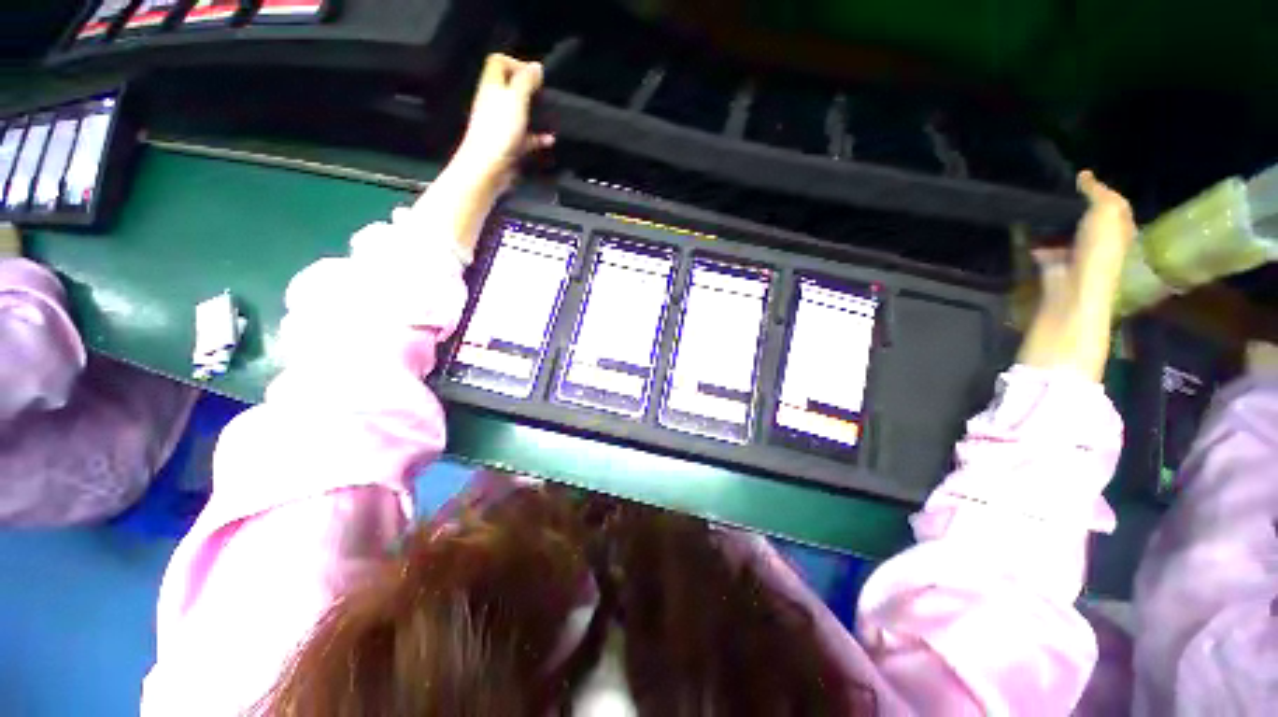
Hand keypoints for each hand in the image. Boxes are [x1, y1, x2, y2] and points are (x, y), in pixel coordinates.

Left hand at [454, 54, 555, 189]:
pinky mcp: (508, 145)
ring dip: (535, 114)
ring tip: (550, 118)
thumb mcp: (516, 98)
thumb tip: (536, 67)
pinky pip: (525, 137)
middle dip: (529, 90)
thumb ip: (526, 81)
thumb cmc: (500, 131)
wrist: (488, 167)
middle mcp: (494, 103)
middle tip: (543, 96)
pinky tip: (549, 140)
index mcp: (492, 86)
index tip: (533, 76)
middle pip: (510, 88)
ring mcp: (500, 125)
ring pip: (519, 113)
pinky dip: (538, 137)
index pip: (498, 62)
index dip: (516, 63)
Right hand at [1017, 171, 1135, 379]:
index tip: (1078, 179)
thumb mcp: (1106, 217)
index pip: (1113, 208)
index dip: (1099, 193)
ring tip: (1034, 214)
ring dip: (1054, 229)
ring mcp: (1077, 264)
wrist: (1074, 299)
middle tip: (1054, 195)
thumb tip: (1085, 177)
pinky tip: (1025, 241)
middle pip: (1089, 224)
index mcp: (1119, 234)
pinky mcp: (1054, 276)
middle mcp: (1101, 248)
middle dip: (1074, 210)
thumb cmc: (1097, 257)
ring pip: (1067, 239)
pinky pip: (1047, 257)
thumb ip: (1100, 195)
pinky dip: (1037, 248)